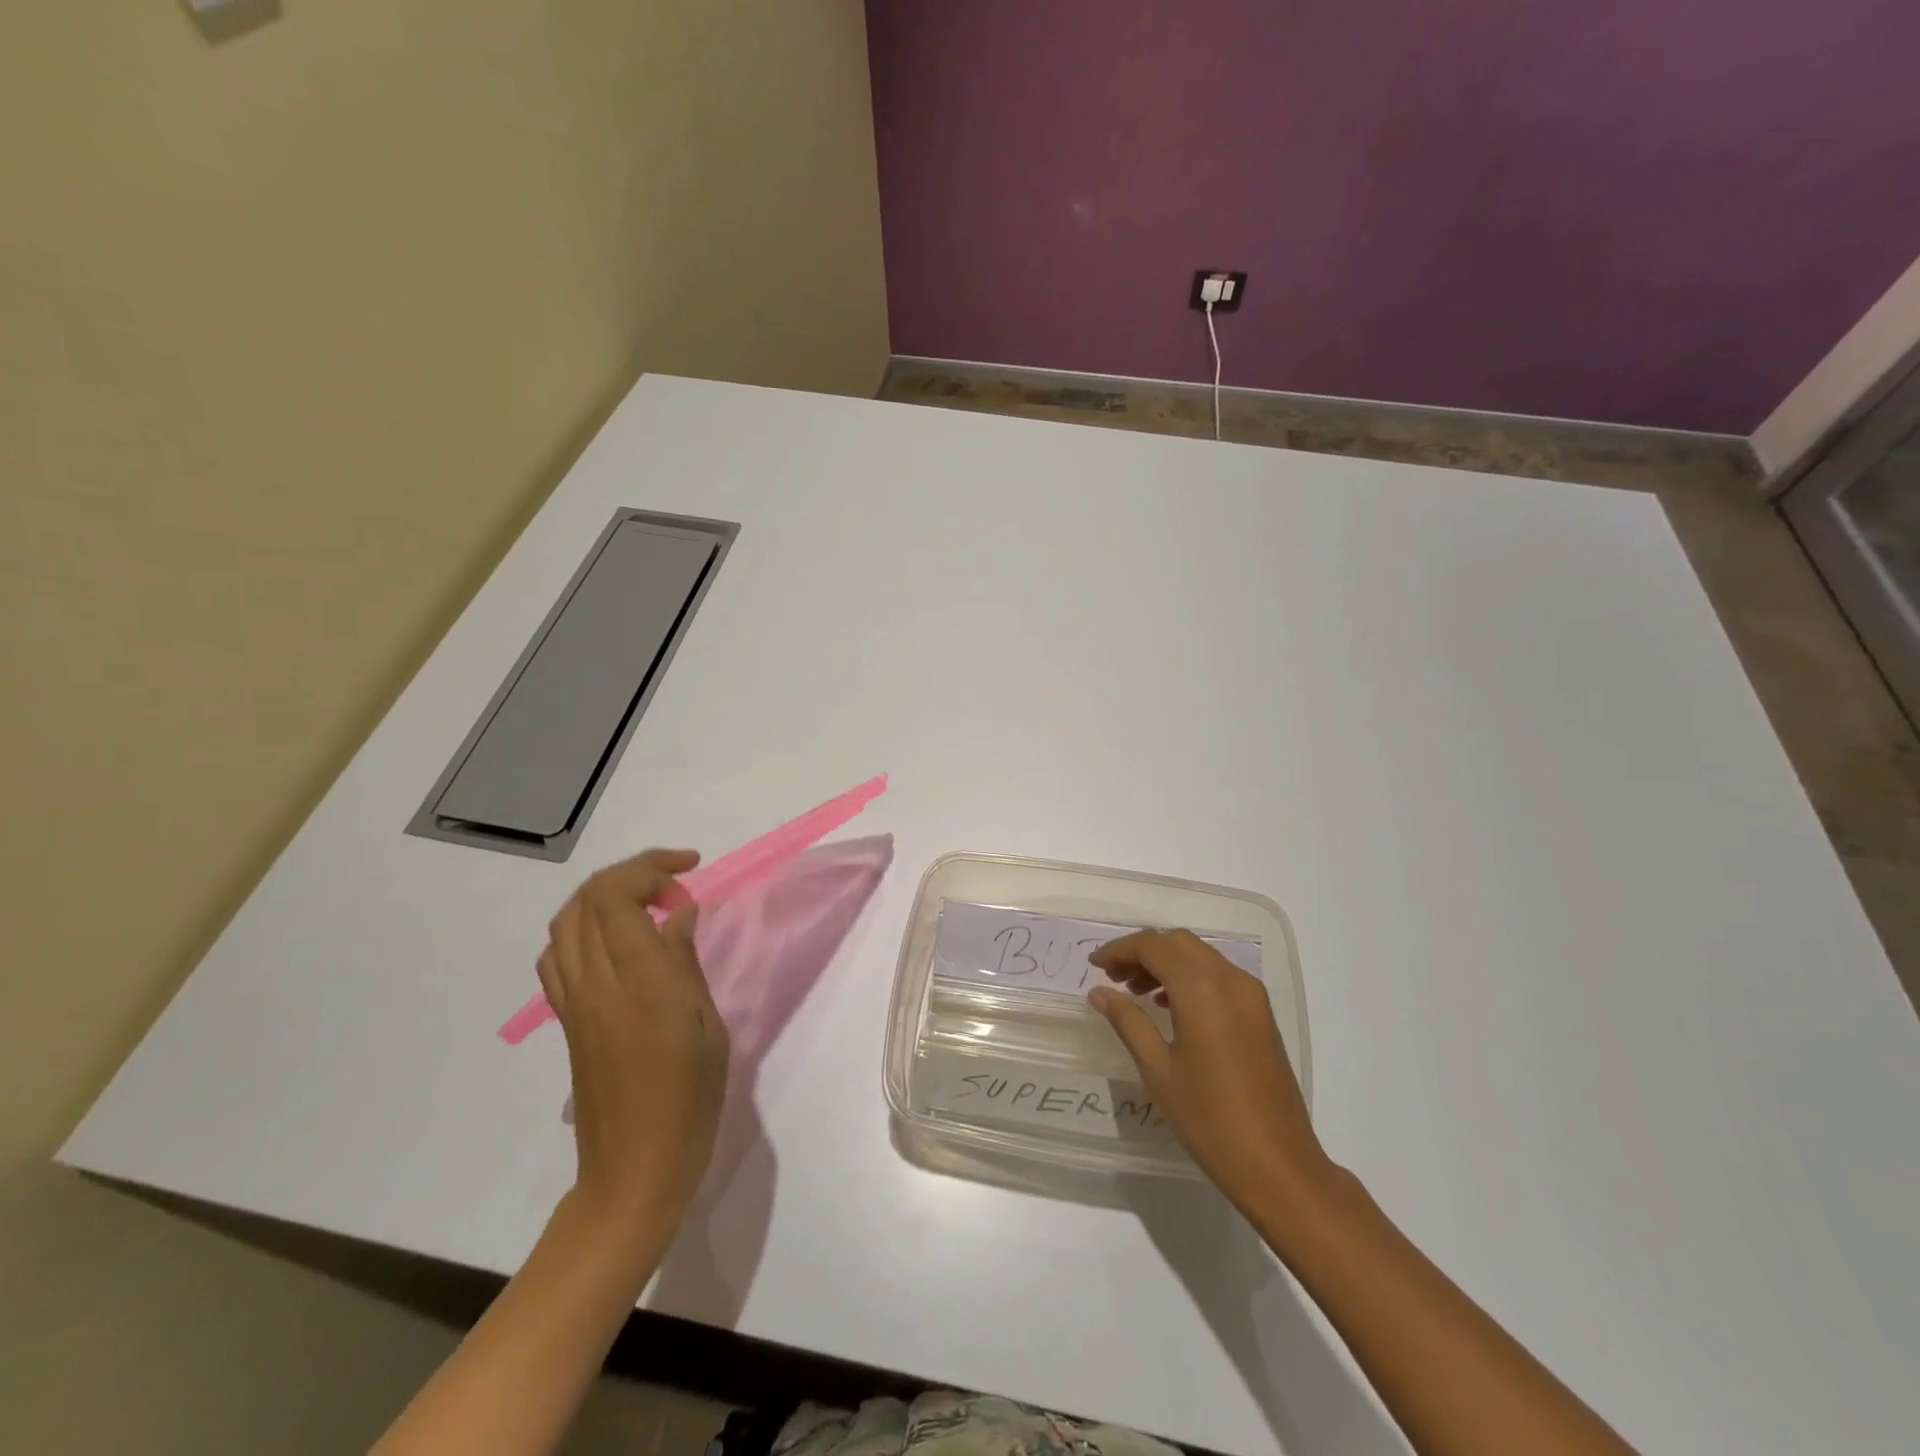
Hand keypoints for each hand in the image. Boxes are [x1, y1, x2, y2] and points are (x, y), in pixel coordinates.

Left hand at [537, 849, 728, 1234]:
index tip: (691, 872)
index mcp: (640, 982)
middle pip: (588, 899)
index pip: (617, 897)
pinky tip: (616, 944)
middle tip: (676, 886)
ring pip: (566, 922)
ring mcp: (574, 1003)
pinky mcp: (567, 1021)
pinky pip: (559, 957)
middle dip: (631, 874)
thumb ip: (685, 962)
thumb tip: (678, 912)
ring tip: (647, 904)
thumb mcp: (708, 1026)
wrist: (634, 1172)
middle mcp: (596, 983)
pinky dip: (584, 929)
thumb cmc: (689, 1102)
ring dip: (604, 897)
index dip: (650, 867)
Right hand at [1088, 929, 1327, 1212]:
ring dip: (1166, 962)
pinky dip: (1190, 977)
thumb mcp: (1158, 1069)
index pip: (1153, 946)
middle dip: (1143, 952)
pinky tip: (1170, 1006)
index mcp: (1202, 989)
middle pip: (1178, 943)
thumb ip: (1128, 1021)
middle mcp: (1230, 980)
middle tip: (1114, 977)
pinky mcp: (1261, 1013)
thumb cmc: (1209, 1119)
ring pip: (1200, 956)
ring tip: (1136, 992)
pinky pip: (1218, 975)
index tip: (1094, 965)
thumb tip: (1099, 992)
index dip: (1120, 949)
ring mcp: (1251, 995)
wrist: (1278, 1165)